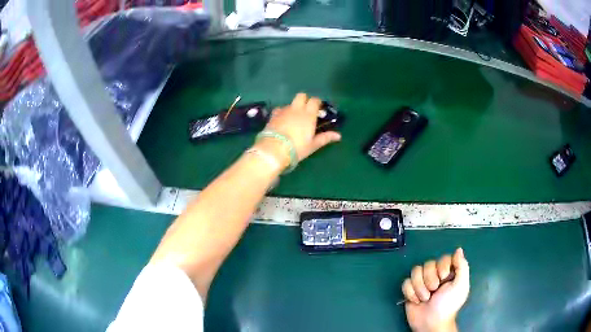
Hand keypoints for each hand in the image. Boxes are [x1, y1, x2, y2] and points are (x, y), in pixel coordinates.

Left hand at [256, 93, 340, 168]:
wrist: (274, 149)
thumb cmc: (297, 148)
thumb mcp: (313, 145)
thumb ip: (325, 138)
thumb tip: (339, 136)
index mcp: (309, 114)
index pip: (315, 100)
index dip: (317, 103)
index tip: (318, 109)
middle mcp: (297, 109)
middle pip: (301, 95)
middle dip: (305, 100)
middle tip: (306, 110)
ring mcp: (284, 110)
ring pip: (290, 103)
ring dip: (294, 107)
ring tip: (294, 118)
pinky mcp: (273, 115)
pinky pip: (280, 109)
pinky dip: (283, 112)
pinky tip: (282, 121)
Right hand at [402, 248, 469, 331]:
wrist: (431, 323)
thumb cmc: (448, 305)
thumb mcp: (461, 286)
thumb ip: (462, 266)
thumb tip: (458, 249)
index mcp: (448, 272)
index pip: (443, 258)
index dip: (441, 266)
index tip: (444, 277)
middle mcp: (435, 275)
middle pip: (427, 264)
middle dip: (429, 279)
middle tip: (434, 290)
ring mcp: (421, 282)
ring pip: (415, 271)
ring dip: (419, 287)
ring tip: (425, 298)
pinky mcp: (410, 290)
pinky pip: (405, 282)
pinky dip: (410, 292)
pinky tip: (415, 301)